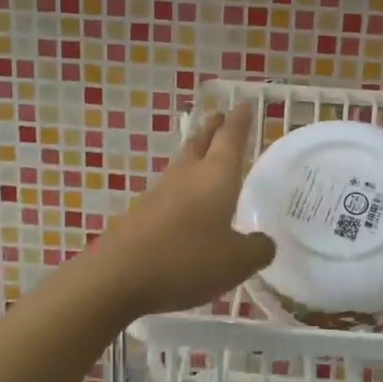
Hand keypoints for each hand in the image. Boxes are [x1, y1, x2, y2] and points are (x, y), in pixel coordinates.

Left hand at [85, 105, 274, 318]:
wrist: (119, 277)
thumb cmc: (187, 261)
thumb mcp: (236, 262)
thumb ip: (257, 250)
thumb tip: (263, 242)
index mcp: (215, 176)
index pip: (231, 138)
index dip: (240, 121)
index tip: (244, 104)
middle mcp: (187, 175)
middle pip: (201, 142)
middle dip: (213, 128)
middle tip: (222, 118)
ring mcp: (159, 192)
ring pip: (182, 164)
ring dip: (195, 155)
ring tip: (206, 157)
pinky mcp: (140, 213)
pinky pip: (168, 191)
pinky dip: (182, 188)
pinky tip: (186, 205)